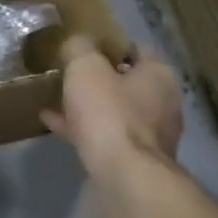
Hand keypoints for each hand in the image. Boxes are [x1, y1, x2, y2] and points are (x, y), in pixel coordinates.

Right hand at [41, 34, 182, 181]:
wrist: (124, 176)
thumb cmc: (108, 114)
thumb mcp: (85, 69)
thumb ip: (80, 48)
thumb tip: (78, 41)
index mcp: (158, 75)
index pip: (136, 48)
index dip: (110, 45)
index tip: (83, 47)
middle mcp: (162, 102)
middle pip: (126, 82)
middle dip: (99, 78)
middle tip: (69, 74)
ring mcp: (151, 134)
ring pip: (115, 111)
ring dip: (89, 106)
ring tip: (56, 101)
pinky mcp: (135, 159)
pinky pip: (106, 136)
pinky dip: (83, 129)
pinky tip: (54, 125)